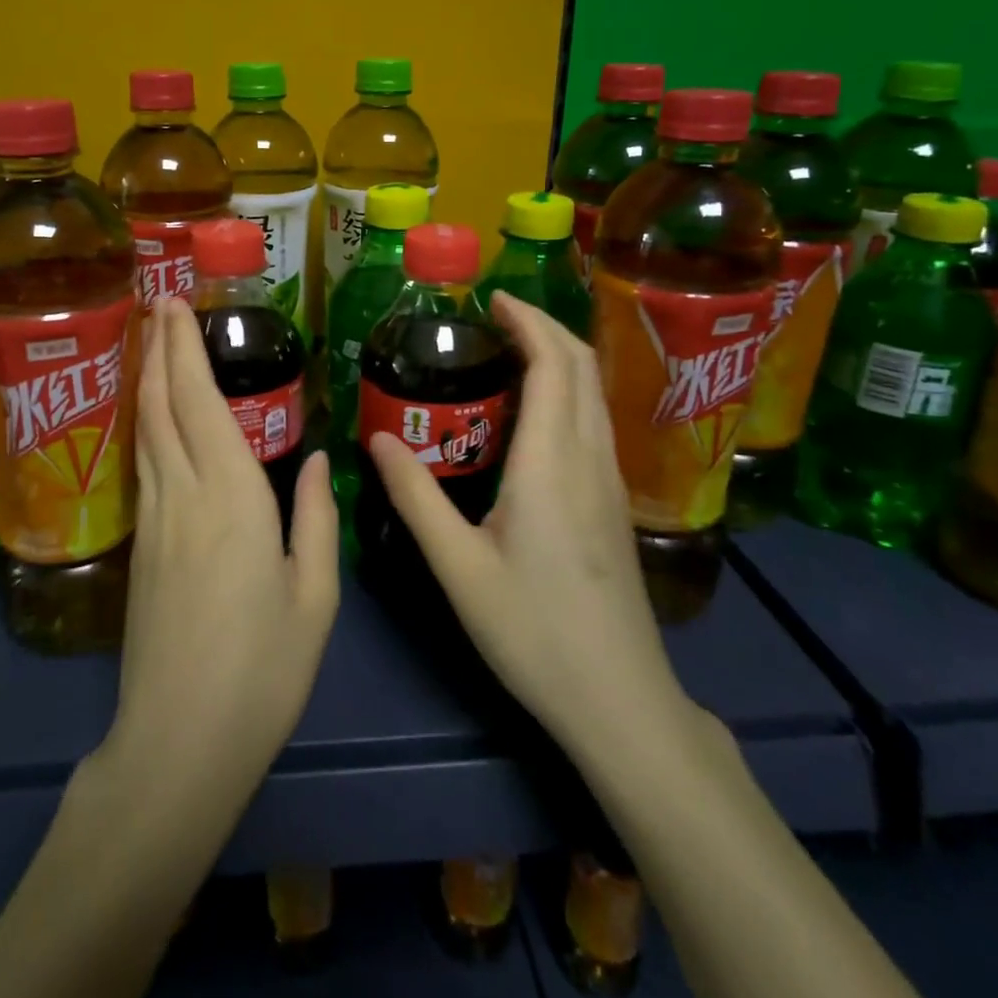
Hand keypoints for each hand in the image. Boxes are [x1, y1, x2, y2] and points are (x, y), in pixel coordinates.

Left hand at [97, 299, 339, 806]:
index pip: (201, 403)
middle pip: (162, 404)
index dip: (185, 350)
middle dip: (159, 348)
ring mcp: (155, 520)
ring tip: (149, 342)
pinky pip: (143, 463)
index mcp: (232, 497)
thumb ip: (315, 518)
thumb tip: (315, 458)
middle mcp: (184, 494)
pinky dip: (145, 422)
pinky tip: (150, 416)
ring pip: (145, 430)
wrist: (180, 741)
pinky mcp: (141, 546)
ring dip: (146, 379)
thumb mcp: (314, 596)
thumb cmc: (263, 670)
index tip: (176, 306)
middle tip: (157, 302)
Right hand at [366, 291, 693, 765]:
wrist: (620, 699)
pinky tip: (535, 410)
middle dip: (545, 326)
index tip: (493, 299)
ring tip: (510, 349)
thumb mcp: (459, 568)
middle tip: (494, 316)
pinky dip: (568, 389)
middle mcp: (590, 459)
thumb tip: (378, 440)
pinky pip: (595, 419)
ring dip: (559, 356)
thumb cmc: (534, 632)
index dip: (528, 321)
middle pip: (582, 366)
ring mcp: (610, 481)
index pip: (553, 365)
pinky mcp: (614, 502)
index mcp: (552, 464)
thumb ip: (416, 498)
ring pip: (594, 392)